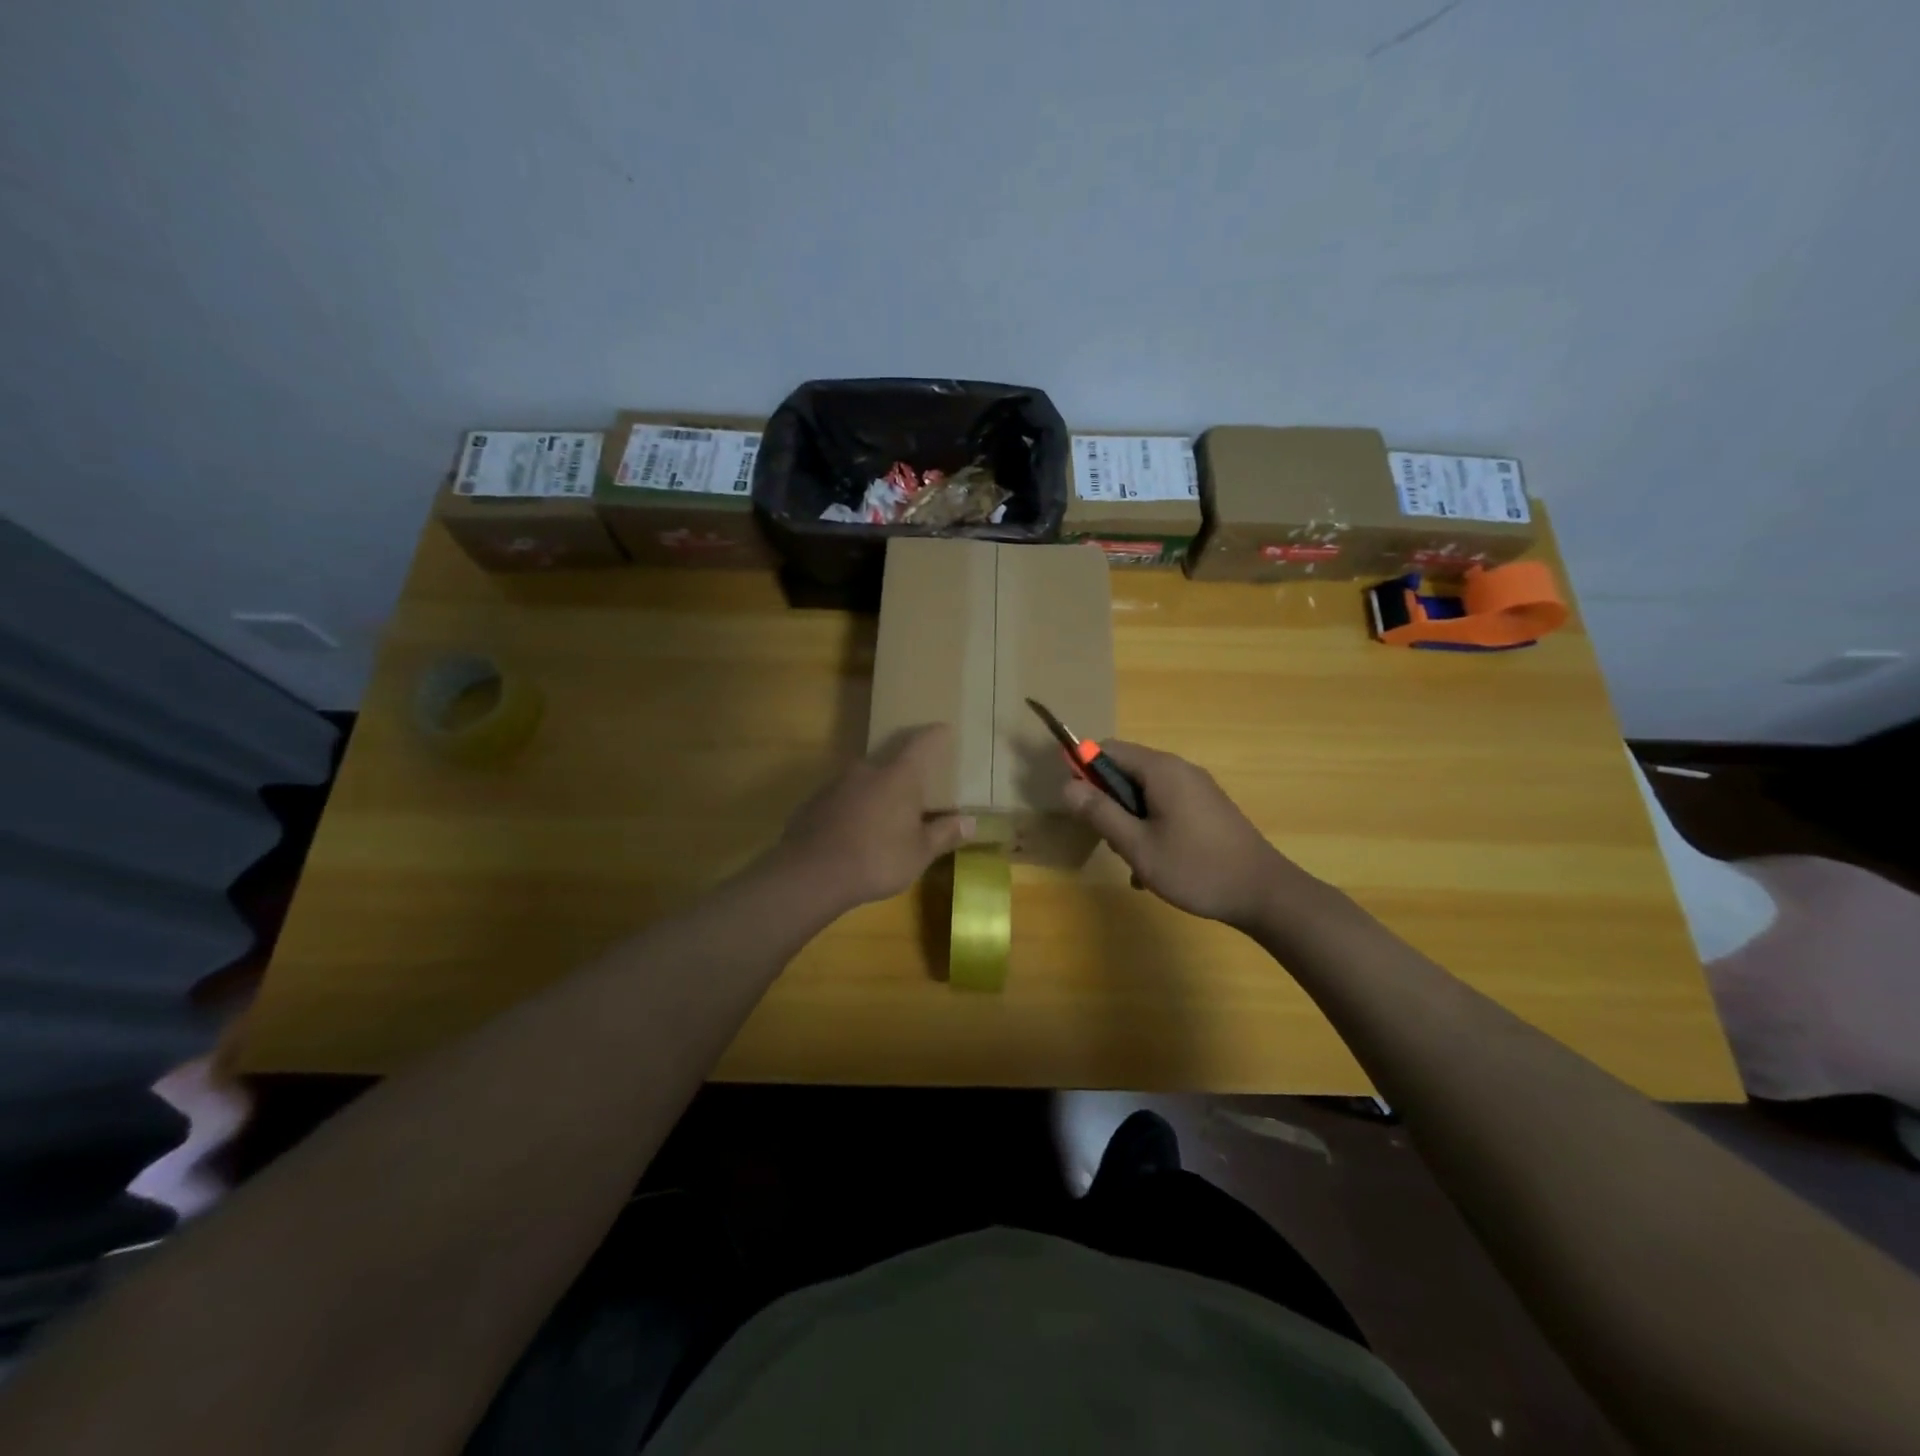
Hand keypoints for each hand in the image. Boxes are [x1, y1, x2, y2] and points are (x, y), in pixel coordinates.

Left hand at [773, 726, 974, 911]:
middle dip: (903, 772)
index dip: (935, 735)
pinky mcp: (814, 802)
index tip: (943, 729)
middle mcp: (866, 769)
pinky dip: (853, 809)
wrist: (811, 874)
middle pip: (890, 761)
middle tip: (915, 789)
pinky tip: (854, 833)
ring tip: (885, 817)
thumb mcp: (919, 853)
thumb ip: (944, 834)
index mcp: (898, 776)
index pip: (921, 743)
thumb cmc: (877, 859)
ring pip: (864, 781)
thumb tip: (970, 822)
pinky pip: (842, 799)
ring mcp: (836, 784)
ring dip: (876, 792)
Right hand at [1060, 741, 1306, 929]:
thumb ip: (1100, 813)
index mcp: (1161, 770)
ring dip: (1129, 821)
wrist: (1264, 893)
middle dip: (1108, 802)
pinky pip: (1164, 806)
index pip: (1107, 748)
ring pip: (1144, 792)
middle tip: (1110, 840)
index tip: (1074, 803)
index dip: (1082, 768)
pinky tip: (1156, 865)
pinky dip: (1151, 827)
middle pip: (1125, 770)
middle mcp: (1179, 769)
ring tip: (1135, 860)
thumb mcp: (1137, 845)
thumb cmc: (1196, 868)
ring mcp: (1197, 788)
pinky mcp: (1207, 808)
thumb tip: (1066, 785)